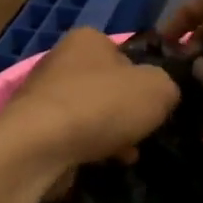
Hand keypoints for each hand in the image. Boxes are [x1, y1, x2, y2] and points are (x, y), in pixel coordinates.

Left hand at [0, 28, 179, 176]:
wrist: (40, 145)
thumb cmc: (102, 105)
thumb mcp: (158, 89)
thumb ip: (168, 86)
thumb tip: (162, 94)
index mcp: (88, 39)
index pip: (126, 54)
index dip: (146, 79)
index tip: (156, 104)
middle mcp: (61, 59)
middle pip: (108, 86)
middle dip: (127, 111)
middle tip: (144, 131)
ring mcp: (44, 94)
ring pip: (91, 113)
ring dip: (112, 132)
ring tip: (128, 153)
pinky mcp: (33, 127)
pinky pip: (72, 135)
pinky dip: (89, 147)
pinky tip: (103, 163)